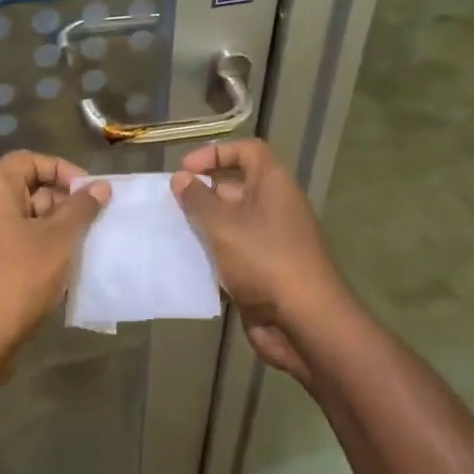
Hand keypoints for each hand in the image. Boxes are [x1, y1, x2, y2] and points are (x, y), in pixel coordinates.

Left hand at [0, 151, 110, 344]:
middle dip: (65, 201)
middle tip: (94, 219)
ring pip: (31, 220)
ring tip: (88, 244)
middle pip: (30, 189)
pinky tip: (72, 268)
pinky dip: (48, 250)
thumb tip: (101, 185)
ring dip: (61, 228)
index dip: (58, 168)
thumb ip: (81, 208)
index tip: (85, 190)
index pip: (27, 160)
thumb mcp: (58, 238)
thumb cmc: (20, 276)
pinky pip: (25, 245)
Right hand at [171, 139, 352, 383]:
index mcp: (273, 184)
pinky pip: (233, 252)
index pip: (247, 151)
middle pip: (235, 186)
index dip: (215, 153)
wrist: (304, 322)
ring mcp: (270, 240)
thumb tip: (181, 178)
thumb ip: (198, 200)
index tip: (185, 170)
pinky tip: (185, 263)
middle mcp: (274, 206)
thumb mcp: (223, 225)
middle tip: (169, 205)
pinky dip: (211, 255)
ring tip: (170, 232)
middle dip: (202, 192)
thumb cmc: (264, 260)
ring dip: (203, 226)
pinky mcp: (263, 270)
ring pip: (230, 222)